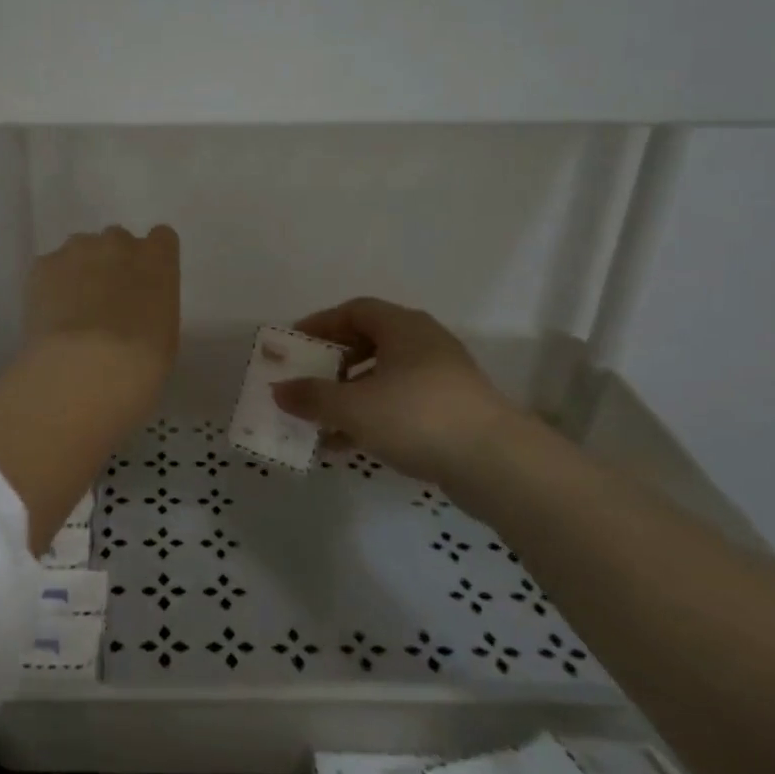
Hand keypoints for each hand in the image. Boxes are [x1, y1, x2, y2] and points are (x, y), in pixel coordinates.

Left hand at [24, 225, 180, 403]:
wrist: (86, 367)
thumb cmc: (141, 361)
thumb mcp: (165, 334)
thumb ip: (153, 305)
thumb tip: (136, 310)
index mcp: (158, 259)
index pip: (161, 238)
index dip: (151, 259)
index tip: (144, 282)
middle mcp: (118, 243)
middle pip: (117, 242)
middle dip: (113, 264)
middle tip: (106, 301)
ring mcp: (77, 250)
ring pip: (80, 251)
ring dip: (80, 271)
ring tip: (72, 311)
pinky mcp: (42, 265)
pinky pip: (50, 268)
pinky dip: (50, 286)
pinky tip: (49, 318)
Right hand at [271, 297, 520, 488]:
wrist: (495, 462)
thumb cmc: (416, 416)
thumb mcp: (353, 407)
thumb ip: (311, 396)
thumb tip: (279, 390)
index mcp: (402, 327)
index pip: (354, 311)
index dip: (320, 324)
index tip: (294, 345)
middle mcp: (424, 343)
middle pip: (368, 343)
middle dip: (333, 364)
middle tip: (308, 383)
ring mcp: (442, 377)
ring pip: (384, 378)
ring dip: (350, 397)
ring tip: (321, 424)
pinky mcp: (452, 410)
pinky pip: (400, 404)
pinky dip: (372, 417)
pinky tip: (349, 445)